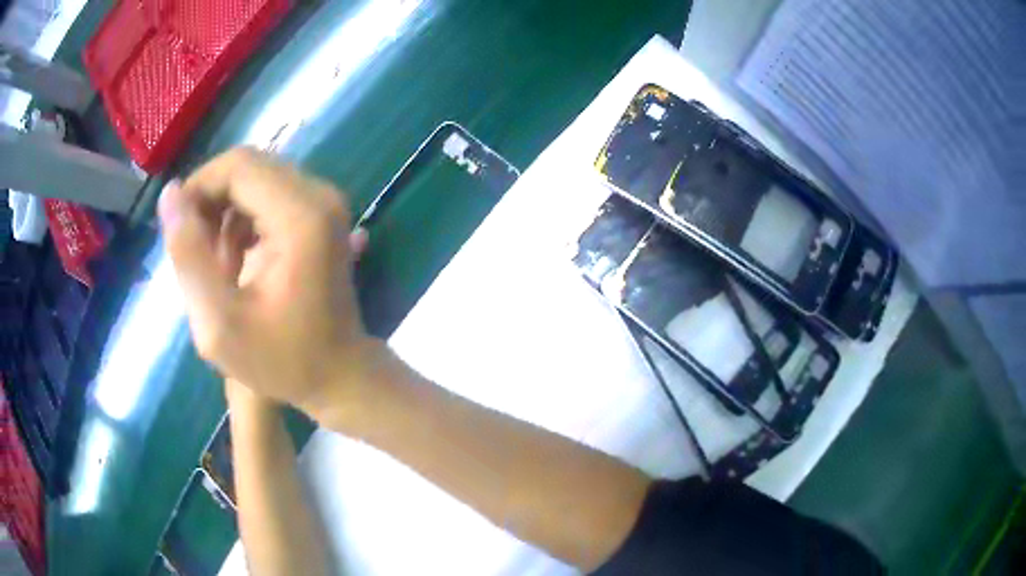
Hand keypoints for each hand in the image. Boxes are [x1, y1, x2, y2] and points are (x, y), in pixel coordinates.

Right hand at [160, 147, 379, 411]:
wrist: (340, 375)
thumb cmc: (282, 361)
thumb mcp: (219, 323)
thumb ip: (188, 254)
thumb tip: (171, 193)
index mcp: (300, 216)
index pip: (237, 166)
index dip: (199, 188)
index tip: (178, 232)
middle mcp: (319, 196)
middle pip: (247, 167)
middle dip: (210, 203)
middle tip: (197, 256)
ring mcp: (324, 203)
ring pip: (255, 181)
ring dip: (225, 216)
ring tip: (217, 269)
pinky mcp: (320, 214)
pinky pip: (268, 196)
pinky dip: (242, 222)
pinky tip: (236, 263)